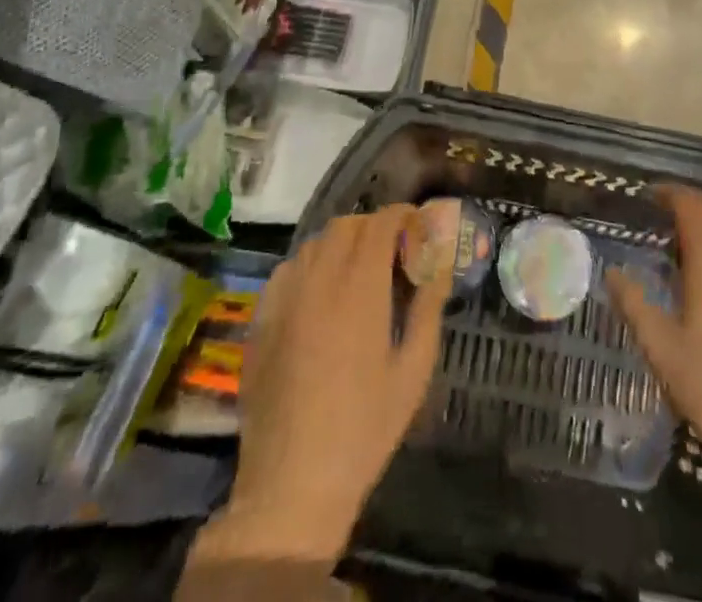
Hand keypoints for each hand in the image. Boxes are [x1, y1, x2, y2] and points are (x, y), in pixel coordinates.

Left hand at [212, 206, 452, 562]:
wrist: (292, 485)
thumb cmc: (364, 429)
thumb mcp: (413, 370)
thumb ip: (428, 306)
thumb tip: (440, 262)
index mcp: (360, 287)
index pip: (381, 222)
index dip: (404, 215)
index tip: (419, 228)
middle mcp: (319, 279)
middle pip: (348, 225)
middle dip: (375, 227)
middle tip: (394, 254)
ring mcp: (285, 298)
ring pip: (315, 242)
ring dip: (342, 243)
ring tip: (359, 272)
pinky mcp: (261, 319)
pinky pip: (288, 269)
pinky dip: (310, 265)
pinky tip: (321, 295)